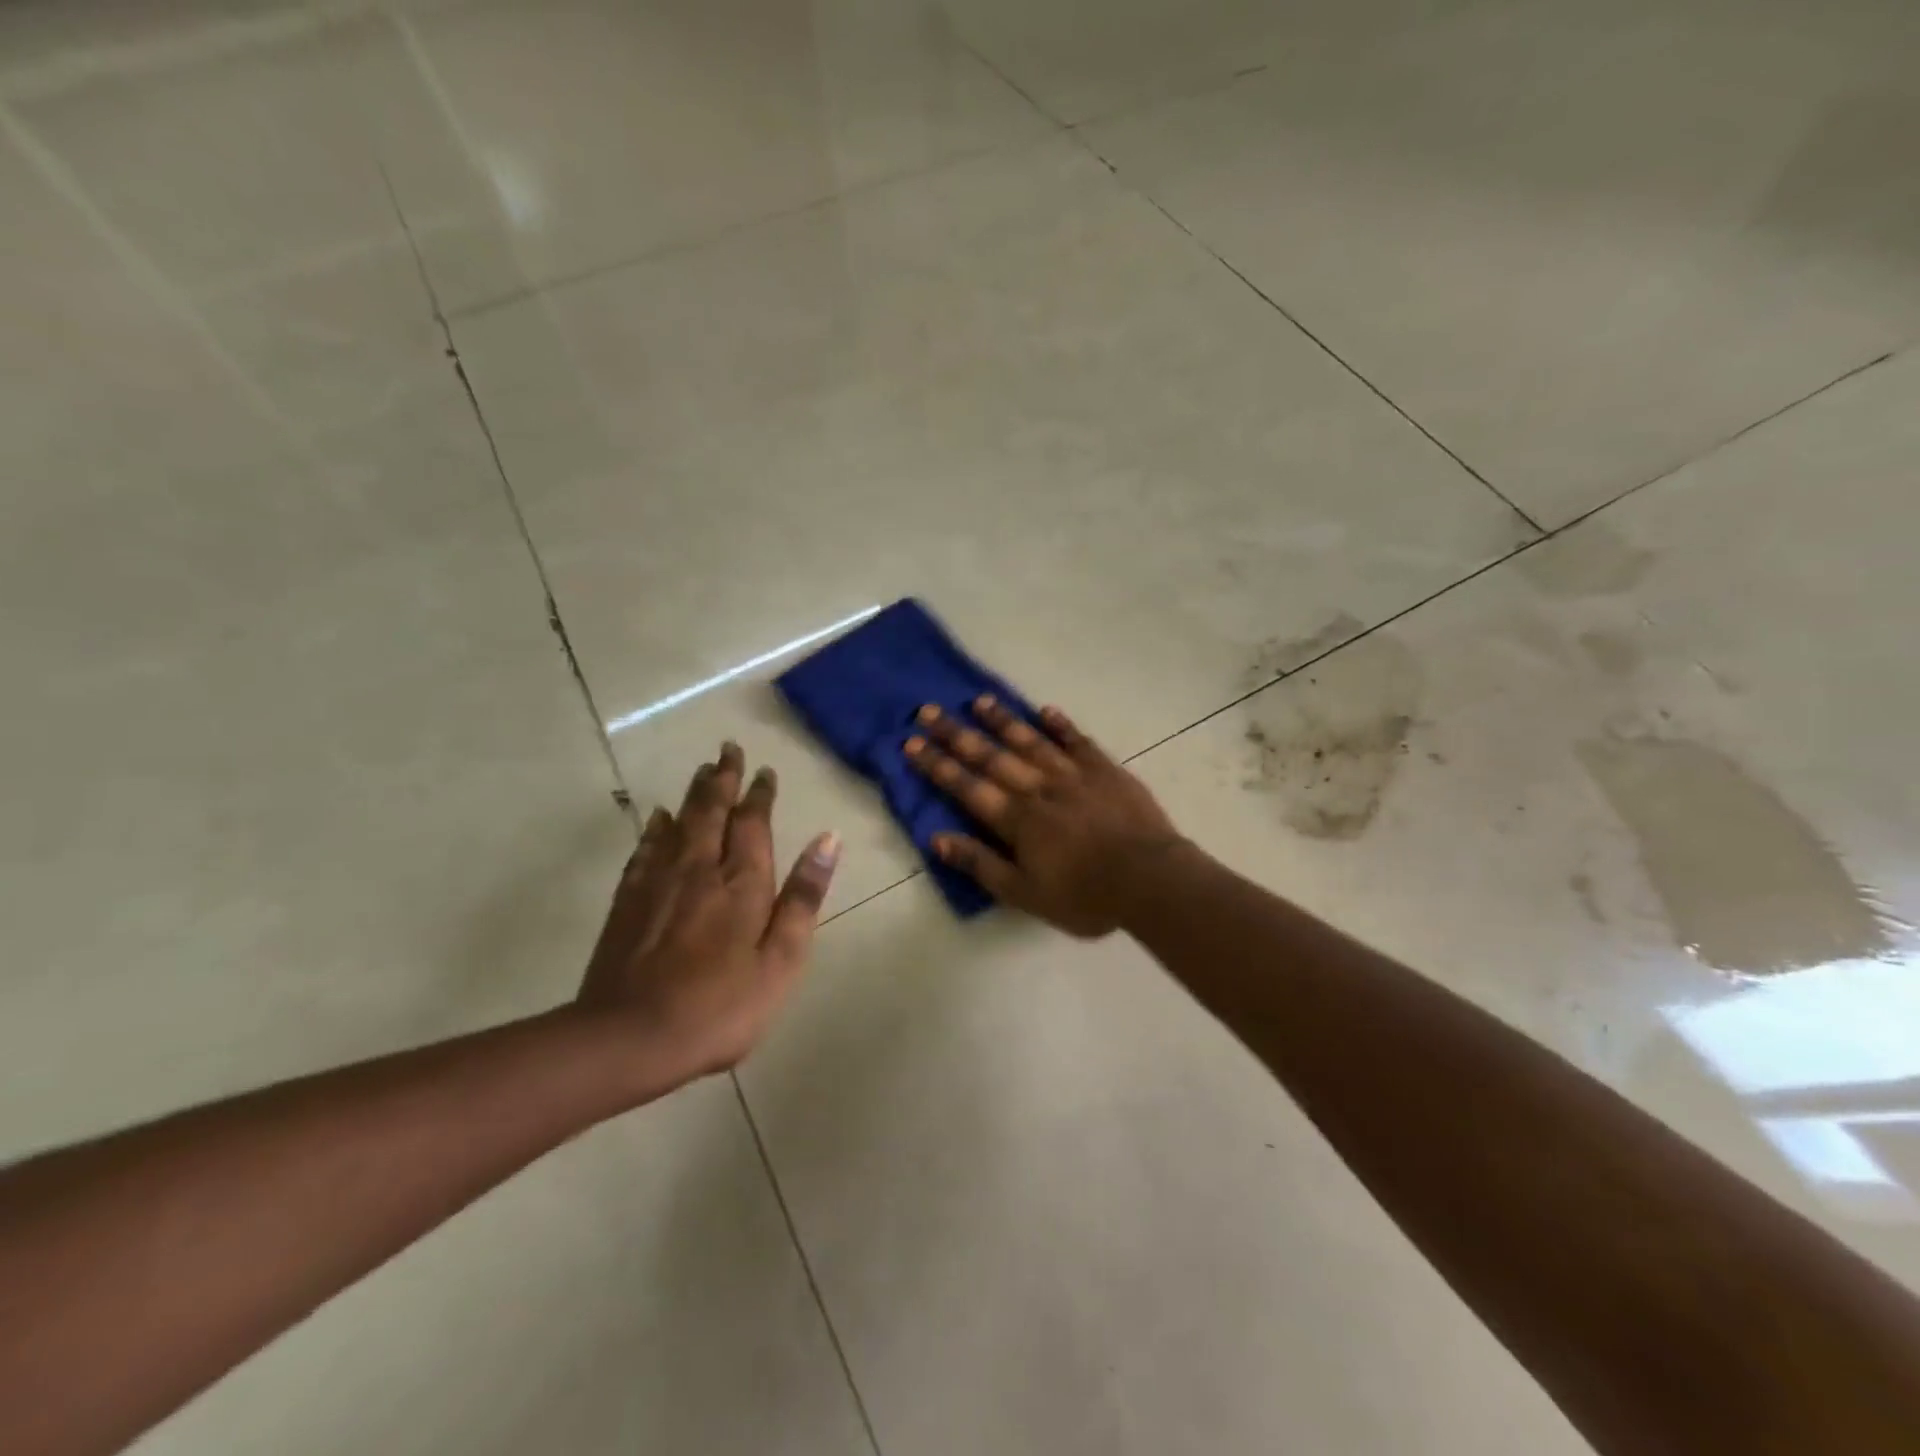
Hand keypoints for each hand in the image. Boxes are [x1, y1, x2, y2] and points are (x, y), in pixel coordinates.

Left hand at [576, 744, 839, 1083]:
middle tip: (728, 750)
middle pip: (712, 811)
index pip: (753, 823)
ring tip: (703, 771)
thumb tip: (828, 839)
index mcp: (742, 882)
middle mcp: (700, 869)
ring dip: (694, 794)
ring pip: (680, 823)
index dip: (760, 795)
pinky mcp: (629, 901)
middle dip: (723, 779)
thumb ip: (803, 896)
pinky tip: (658, 818)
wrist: (631, 1036)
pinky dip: (656, 828)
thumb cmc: (721, 1004)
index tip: (764, 770)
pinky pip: (646, 849)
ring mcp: (659, 882)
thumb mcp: (781, 958)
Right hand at [906, 698, 1183, 936]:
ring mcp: (1073, 774)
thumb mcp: (1025, 894)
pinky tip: (1045, 710)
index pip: (967, 787)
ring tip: (978, 701)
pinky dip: (1060, 725)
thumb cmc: (1085, 896)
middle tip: (928, 710)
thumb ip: (981, 864)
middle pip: (991, 756)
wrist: (1150, 880)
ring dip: (1003, 720)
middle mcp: (1038, 788)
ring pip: (1030, 741)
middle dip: (956, 734)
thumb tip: (937, 839)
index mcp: (1016, 819)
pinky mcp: (1105, 770)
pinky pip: (1078, 741)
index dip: (937, 765)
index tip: (911, 743)